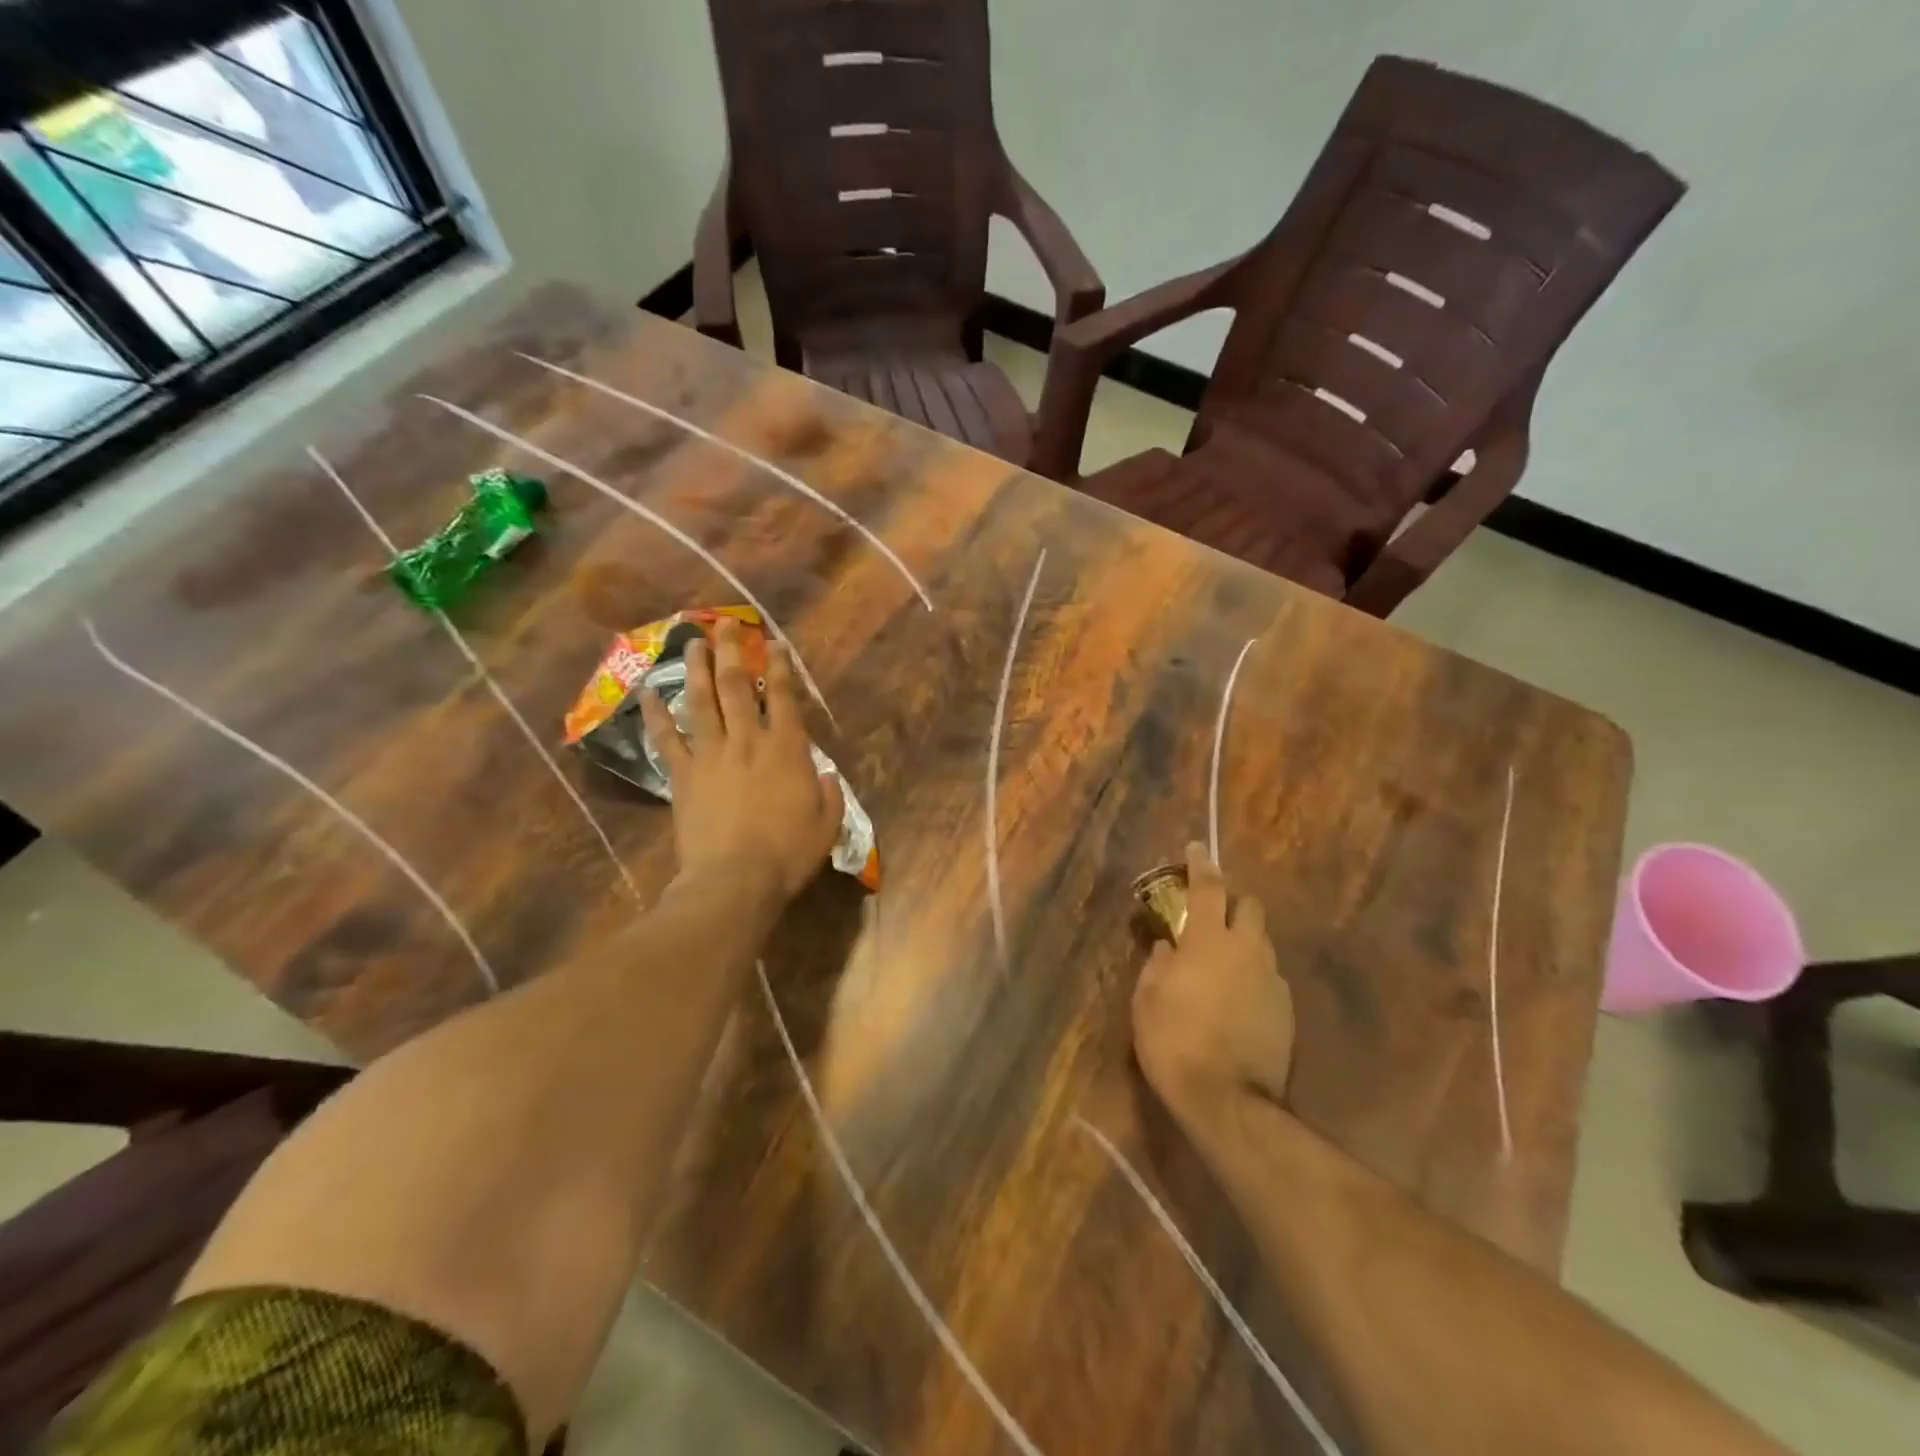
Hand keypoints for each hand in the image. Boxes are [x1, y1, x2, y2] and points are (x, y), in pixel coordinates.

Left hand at [640, 617, 843, 905]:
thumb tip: (823, 774)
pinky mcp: (682, 775)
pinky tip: (648, 692)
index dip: (779, 666)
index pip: (783, 696)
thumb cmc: (787, 854)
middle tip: (725, 623)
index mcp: (787, 749)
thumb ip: (829, 793)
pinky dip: (657, 714)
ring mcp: (711, 754)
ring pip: (702, 701)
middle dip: (732, 651)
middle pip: (737, 686)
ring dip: (697, 668)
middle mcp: (748, 740)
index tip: (773, 643)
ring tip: (693, 641)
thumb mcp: (827, 824)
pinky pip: (667, 738)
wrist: (734, 880)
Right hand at [1131, 843, 1294, 1125]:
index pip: (1208, 888)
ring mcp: (1272, 979)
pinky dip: (1253, 974)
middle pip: (1249, 907)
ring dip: (1243, 941)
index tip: (1196, 849)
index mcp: (1208, 941)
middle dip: (1232, 902)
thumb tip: (1168, 948)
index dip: (1201, 864)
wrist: (1229, 1101)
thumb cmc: (1174, 1042)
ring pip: (1262, 942)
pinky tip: (1236, 998)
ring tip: (1221, 963)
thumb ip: (1158, 965)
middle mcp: (1247, 950)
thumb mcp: (1147, 1000)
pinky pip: (1268, 975)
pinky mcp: (1286, 1009)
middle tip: (1210, 916)